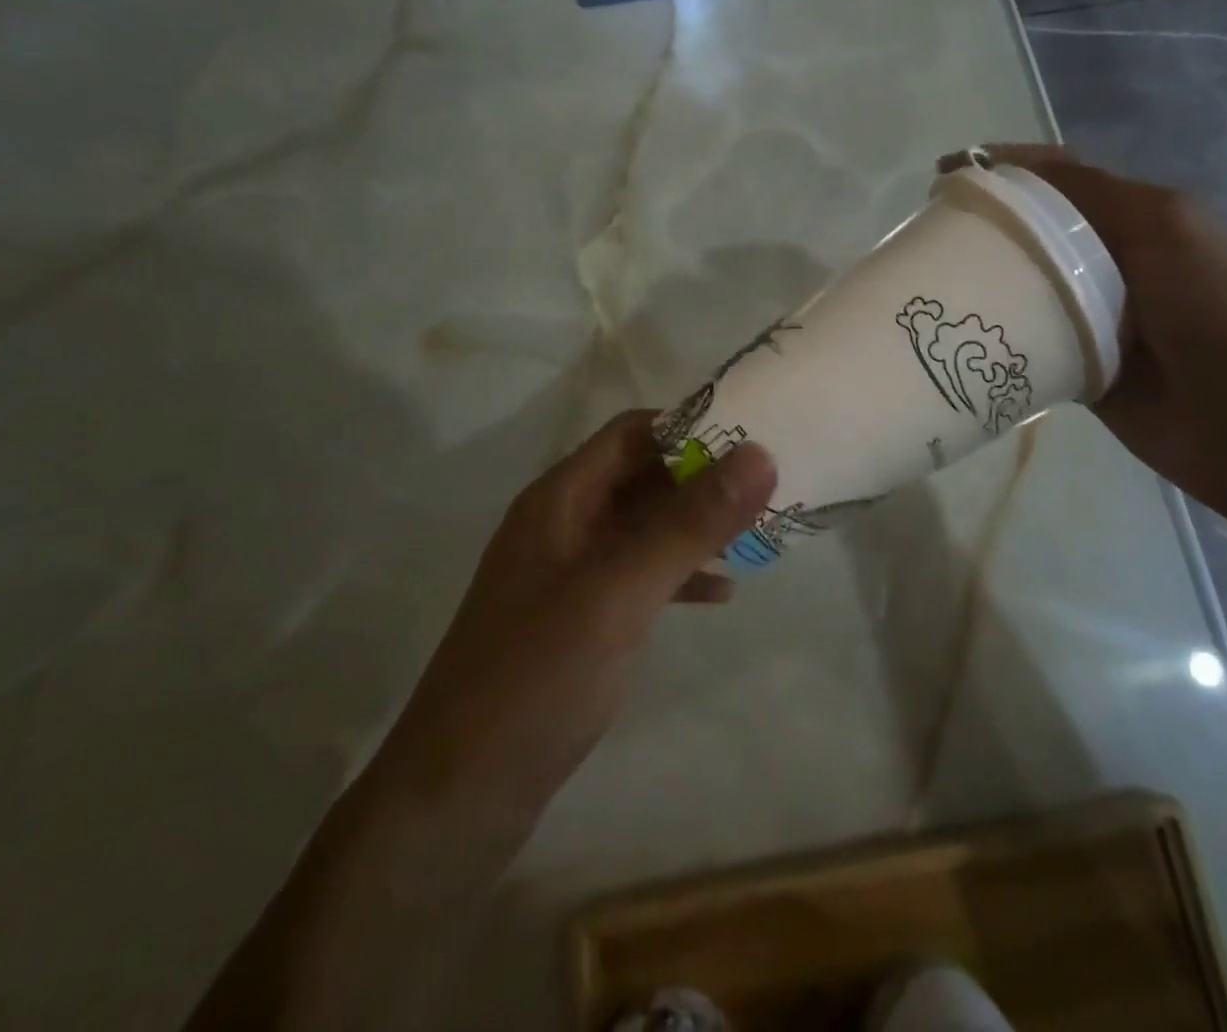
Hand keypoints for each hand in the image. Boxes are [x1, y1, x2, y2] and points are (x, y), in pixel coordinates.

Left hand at [187, 413, 775, 1030]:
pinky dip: (679, 575)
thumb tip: (759, 455)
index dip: (690, 427)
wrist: (456, 800)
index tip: (754, 437)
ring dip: (696, 527)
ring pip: (645, 527)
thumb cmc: (535, 679)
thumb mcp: (619, 592)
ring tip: (758, 535)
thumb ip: (689, 523)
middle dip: (703, 478)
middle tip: (770, 487)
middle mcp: (563, 524)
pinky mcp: (578, 620)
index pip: (632, 433)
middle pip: (642, 477)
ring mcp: (569, 574)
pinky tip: (720, 594)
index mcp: (560, 499)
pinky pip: (638, 576)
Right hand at [943, 145, 1226, 519]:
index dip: (1003, 168)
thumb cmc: (1224, 314)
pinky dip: (1002, 339)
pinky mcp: (1082, 371)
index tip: (944, 177)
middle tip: (926, 238)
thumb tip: (1015, 175)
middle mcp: (1113, 263)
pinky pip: (1033, 345)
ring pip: (1029, 290)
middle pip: (1036, 235)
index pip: (1059, 180)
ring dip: (988, 285)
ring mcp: (1097, 320)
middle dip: (986, 228)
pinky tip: (960, 338)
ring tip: (931, 285)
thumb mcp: (1167, 228)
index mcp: (1138, 219)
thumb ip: (1096, 197)